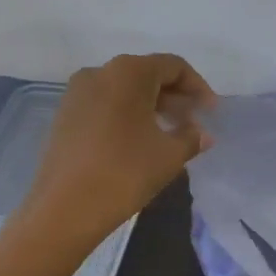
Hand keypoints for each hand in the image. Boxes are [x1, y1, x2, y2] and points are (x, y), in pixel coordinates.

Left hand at [19, 53, 215, 246]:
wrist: (64, 208)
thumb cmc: (124, 173)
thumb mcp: (169, 156)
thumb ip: (191, 138)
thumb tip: (202, 133)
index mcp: (128, 72)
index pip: (173, 66)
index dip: (197, 87)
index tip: (211, 112)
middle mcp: (100, 72)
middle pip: (147, 75)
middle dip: (174, 97)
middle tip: (193, 124)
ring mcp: (77, 93)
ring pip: (124, 90)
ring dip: (151, 106)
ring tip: (169, 134)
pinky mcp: (64, 115)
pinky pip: (105, 104)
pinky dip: (127, 115)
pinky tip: (139, 142)